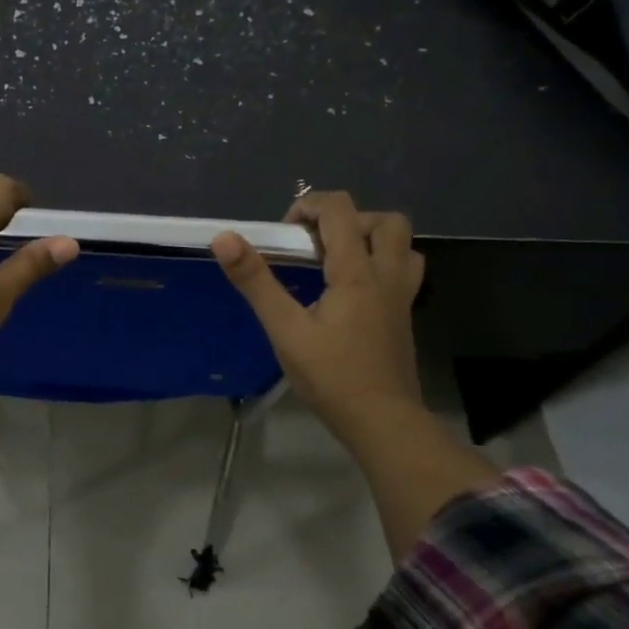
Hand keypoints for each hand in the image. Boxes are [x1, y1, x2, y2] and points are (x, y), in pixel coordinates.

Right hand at [211, 192, 425, 446]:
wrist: (383, 422)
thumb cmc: (331, 377)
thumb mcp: (285, 330)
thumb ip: (255, 282)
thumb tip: (224, 238)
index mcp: (356, 272)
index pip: (339, 209)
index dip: (308, 206)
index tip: (283, 235)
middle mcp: (387, 275)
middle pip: (385, 221)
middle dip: (347, 220)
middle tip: (316, 245)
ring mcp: (402, 296)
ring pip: (402, 245)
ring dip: (370, 239)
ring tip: (336, 262)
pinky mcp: (404, 316)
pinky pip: (403, 271)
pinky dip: (380, 264)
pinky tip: (352, 291)